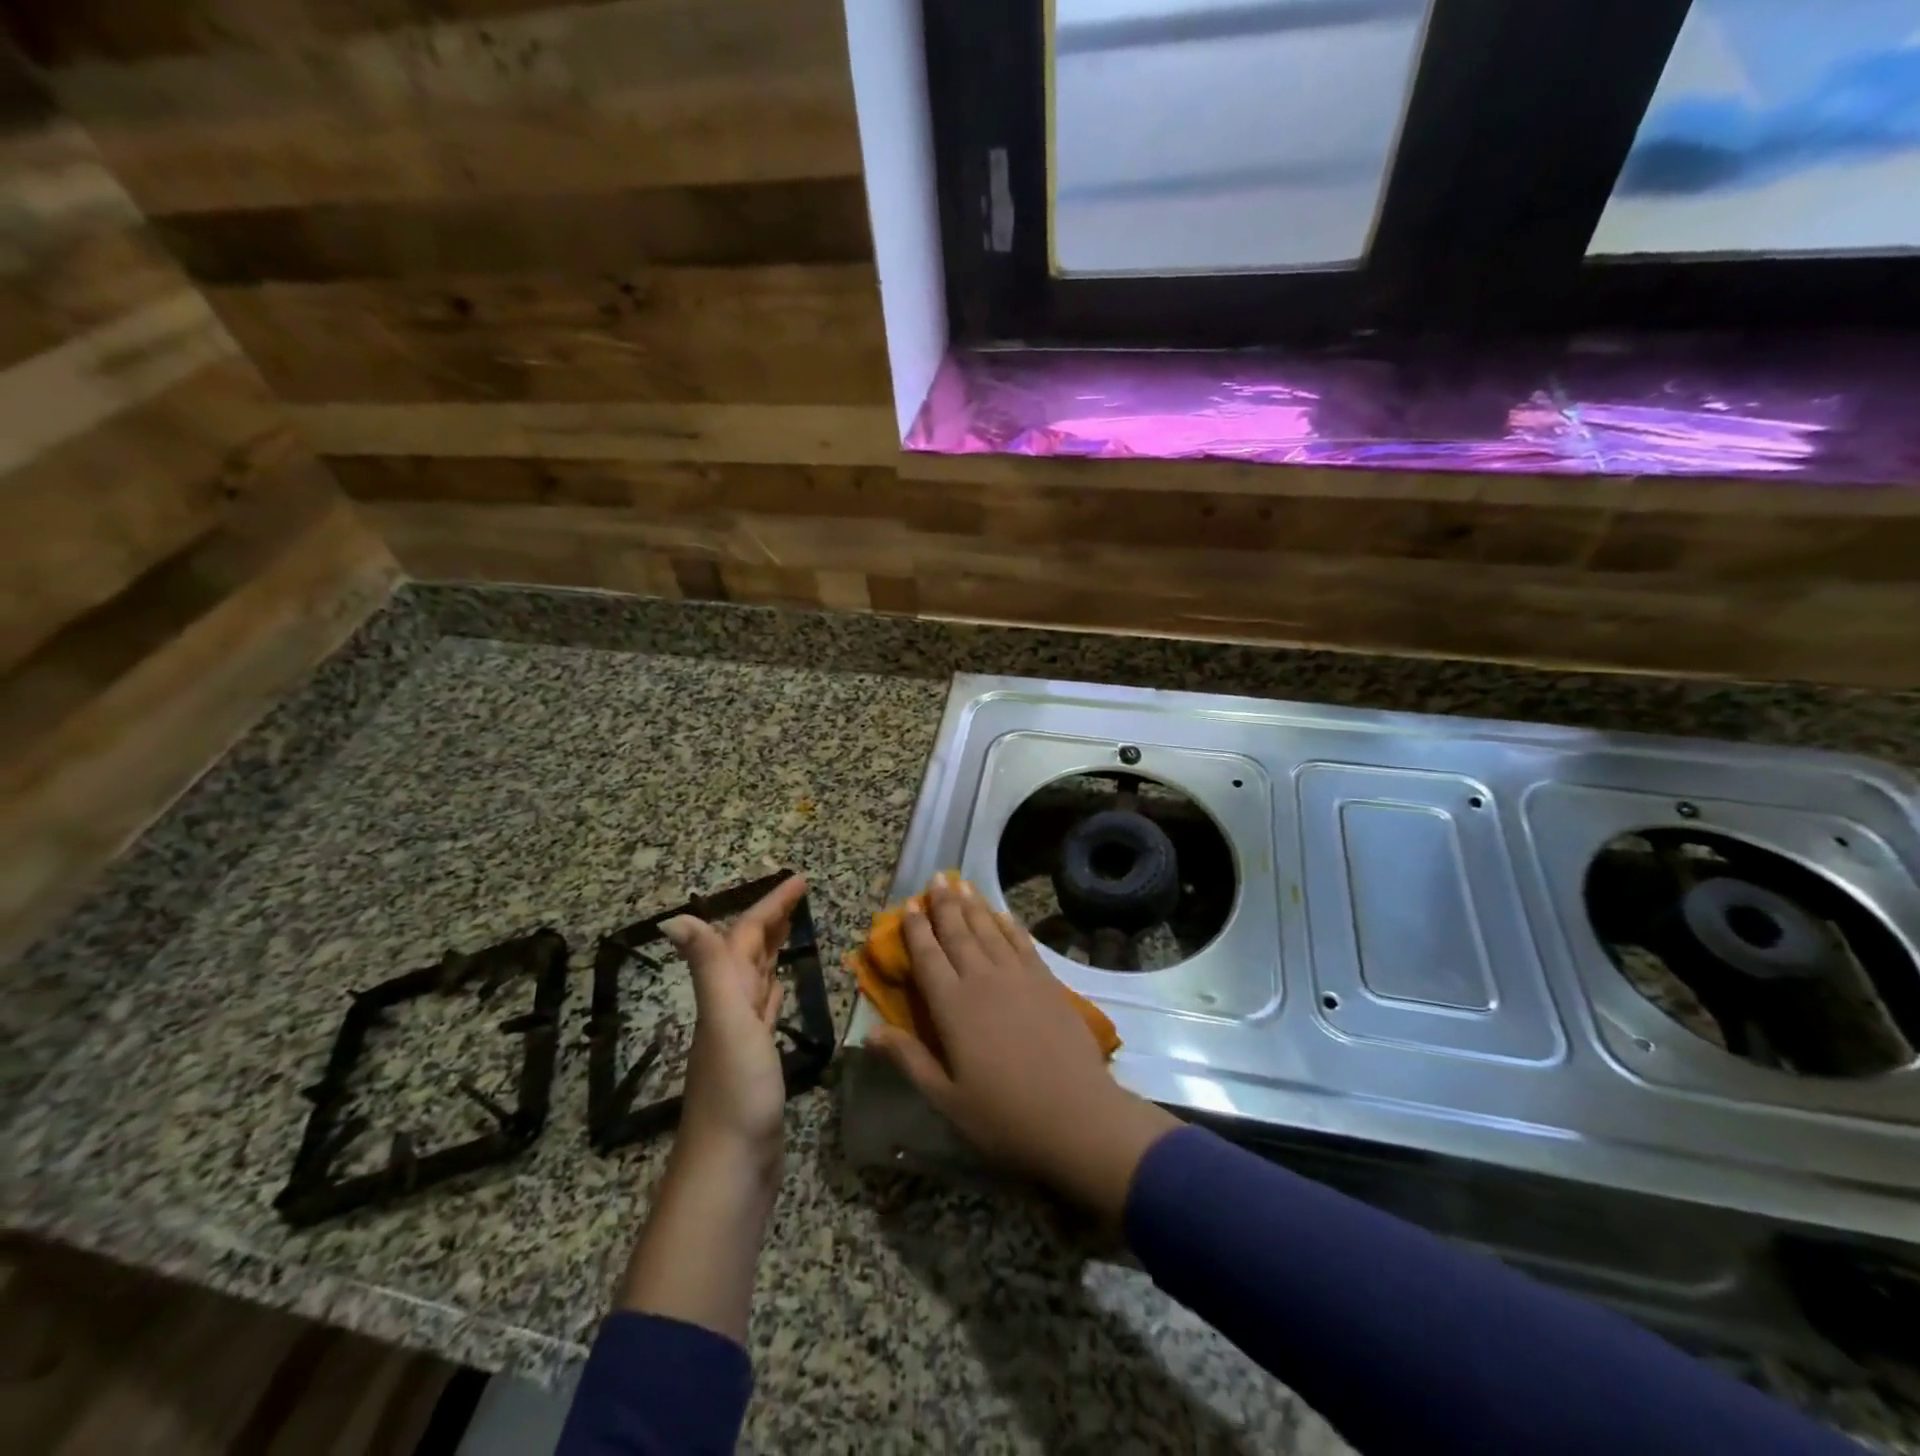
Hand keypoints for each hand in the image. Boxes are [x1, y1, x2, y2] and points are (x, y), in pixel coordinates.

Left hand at [661, 873, 806, 1169]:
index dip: (770, 905)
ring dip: (771, 950)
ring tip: (791, 930)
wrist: (730, 1170)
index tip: (799, 880)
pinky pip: (763, 1012)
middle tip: (798, 895)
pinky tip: (778, 988)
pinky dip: (772, 992)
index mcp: (723, 994)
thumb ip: (708, 968)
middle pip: (748, 952)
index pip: (745, 936)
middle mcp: (728, 1009)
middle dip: (770, 919)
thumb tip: (673, 916)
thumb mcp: (726, 1022)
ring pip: (755, 979)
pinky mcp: (756, 1061)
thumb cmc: (735, 1093)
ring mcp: (741, 1037)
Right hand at [867, 876, 1179, 1217]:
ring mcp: (1018, 977)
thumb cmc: (1003, 1115)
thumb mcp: (946, 1098)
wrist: (1076, 1116)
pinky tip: (1002, 915)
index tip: (908, 905)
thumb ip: (909, 1059)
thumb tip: (870, 1033)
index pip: (928, 958)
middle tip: (936, 878)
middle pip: (958, 934)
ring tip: (962, 885)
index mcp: (953, 1007)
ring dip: (974, 907)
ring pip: (989, 931)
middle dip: (945, 905)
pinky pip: (1022, 943)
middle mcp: (983, 980)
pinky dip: (1009, 925)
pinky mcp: (1046, 982)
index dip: (916, 930)